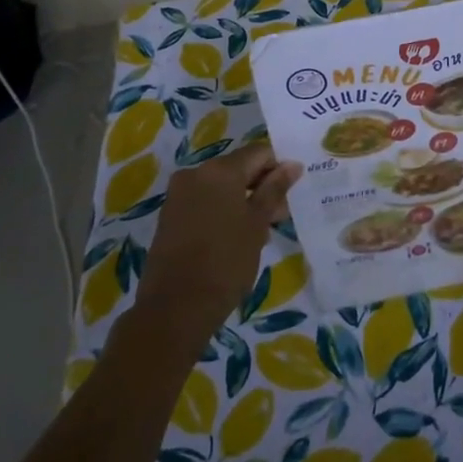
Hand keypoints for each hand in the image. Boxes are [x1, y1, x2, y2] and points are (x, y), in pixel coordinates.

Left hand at [134, 143, 300, 346]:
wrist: (174, 308)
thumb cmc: (226, 262)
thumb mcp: (257, 224)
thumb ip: (275, 190)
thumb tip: (293, 164)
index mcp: (220, 169)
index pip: (259, 153)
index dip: (278, 170)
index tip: (289, 196)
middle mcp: (196, 173)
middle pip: (238, 168)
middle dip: (261, 187)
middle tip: (278, 218)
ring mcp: (178, 194)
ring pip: (221, 186)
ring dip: (242, 201)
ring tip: (257, 233)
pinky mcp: (169, 216)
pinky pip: (204, 201)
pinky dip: (222, 211)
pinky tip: (234, 238)